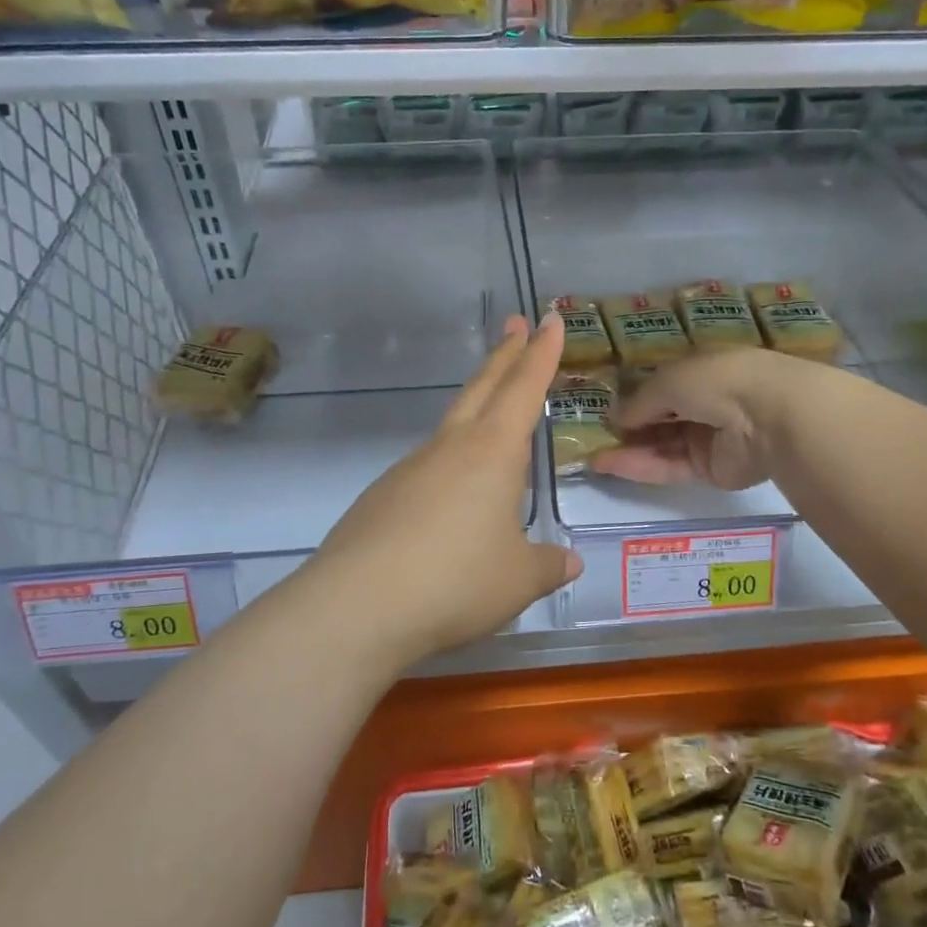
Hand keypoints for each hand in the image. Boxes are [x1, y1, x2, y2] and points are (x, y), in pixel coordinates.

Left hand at [304, 313, 582, 662]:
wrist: (357, 607)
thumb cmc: (456, 582)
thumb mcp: (518, 580)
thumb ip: (547, 565)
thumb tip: (569, 562)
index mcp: (492, 453)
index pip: (524, 390)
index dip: (541, 354)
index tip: (549, 319)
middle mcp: (449, 449)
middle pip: (482, 388)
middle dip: (504, 355)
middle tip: (516, 323)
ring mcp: (409, 470)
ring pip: (451, 427)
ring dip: (476, 407)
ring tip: (494, 419)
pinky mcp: (381, 499)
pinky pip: (426, 469)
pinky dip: (448, 466)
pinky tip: (451, 500)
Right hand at [592, 348, 800, 490]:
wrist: (768, 416)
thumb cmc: (717, 381)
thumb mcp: (668, 381)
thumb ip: (639, 401)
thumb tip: (613, 417)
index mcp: (700, 371)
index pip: (662, 385)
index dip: (635, 397)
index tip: (605, 408)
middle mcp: (704, 402)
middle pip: (660, 418)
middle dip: (628, 427)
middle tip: (592, 436)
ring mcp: (707, 437)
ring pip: (661, 445)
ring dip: (628, 449)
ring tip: (593, 455)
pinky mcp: (708, 469)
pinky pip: (668, 466)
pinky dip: (640, 466)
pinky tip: (608, 464)